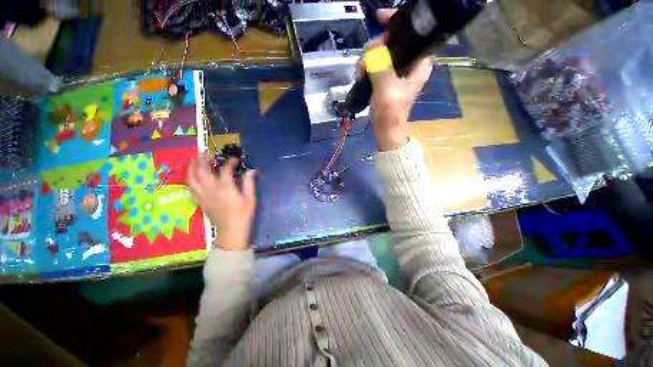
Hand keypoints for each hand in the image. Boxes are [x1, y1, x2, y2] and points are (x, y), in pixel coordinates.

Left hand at [186, 156, 255, 250]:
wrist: (231, 230)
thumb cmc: (243, 214)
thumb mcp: (250, 199)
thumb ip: (249, 183)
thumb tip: (251, 170)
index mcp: (226, 187)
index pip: (225, 169)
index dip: (230, 162)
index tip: (235, 159)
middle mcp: (211, 189)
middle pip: (202, 170)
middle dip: (203, 159)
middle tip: (206, 152)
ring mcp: (203, 195)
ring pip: (192, 178)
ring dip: (192, 167)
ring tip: (195, 160)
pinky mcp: (200, 201)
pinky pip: (190, 187)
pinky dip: (189, 179)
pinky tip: (192, 175)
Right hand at [355, 9, 432, 150]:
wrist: (386, 130)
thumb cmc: (390, 112)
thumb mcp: (386, 88)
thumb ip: (380, 65)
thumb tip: (371, 51)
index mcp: (419, 62)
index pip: (412, 33)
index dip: (396, 22)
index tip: (379, 19)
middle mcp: (410, 62)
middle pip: (392, 41)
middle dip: (374, 49)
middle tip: (362, 65)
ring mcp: (398, 70)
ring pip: (381, 52)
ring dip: (367, 60)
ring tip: (358, 75)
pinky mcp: (387, 78)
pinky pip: (376, 64)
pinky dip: (367, 68)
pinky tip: (360, 76)